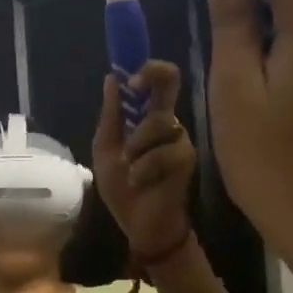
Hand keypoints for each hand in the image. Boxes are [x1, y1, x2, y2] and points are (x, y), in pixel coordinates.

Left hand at [93, 60, 194, 259]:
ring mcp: (179, 139)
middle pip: (170, 81)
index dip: (146, 67)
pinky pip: (164, 152)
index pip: (156, 81)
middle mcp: (167, 122)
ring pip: (159, 122)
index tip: (128, 74)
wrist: (139, 225)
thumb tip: (111, 78)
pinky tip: (139, 182)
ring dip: (136, 145)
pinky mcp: (187, 159)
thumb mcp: (106, 151)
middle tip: (135, 86)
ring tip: (129, 167)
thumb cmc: (122, 188)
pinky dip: (144, 169)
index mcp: (146, 117)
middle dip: (152, 76)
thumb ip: (111, 117)